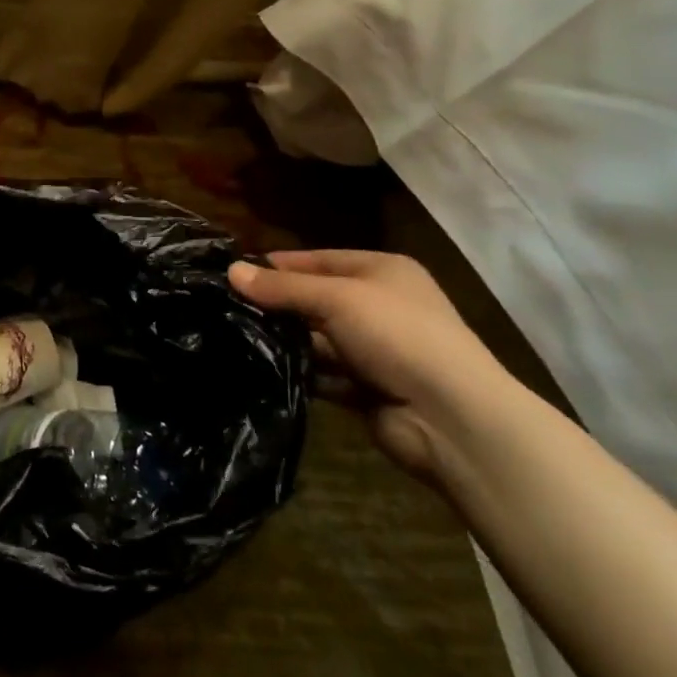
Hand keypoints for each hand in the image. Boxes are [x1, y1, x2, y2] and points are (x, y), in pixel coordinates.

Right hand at [229, 251, 512, 483]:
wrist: (451, 417)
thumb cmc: (397, 336)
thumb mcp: (336, 298)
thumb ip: (282, 287)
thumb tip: (231, 270)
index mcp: (382, 271)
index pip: (317, 259)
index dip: (277, 265)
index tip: (232, 272)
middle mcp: (379, 305)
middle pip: (315, 298)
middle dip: (276, 304)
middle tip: (225, 307)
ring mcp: (374, 349)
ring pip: (316, 338)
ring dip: (284, 341)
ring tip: (234, 338)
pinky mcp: (366, 387)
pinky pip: (323, 374)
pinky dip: (298, 373)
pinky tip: (261, 370)